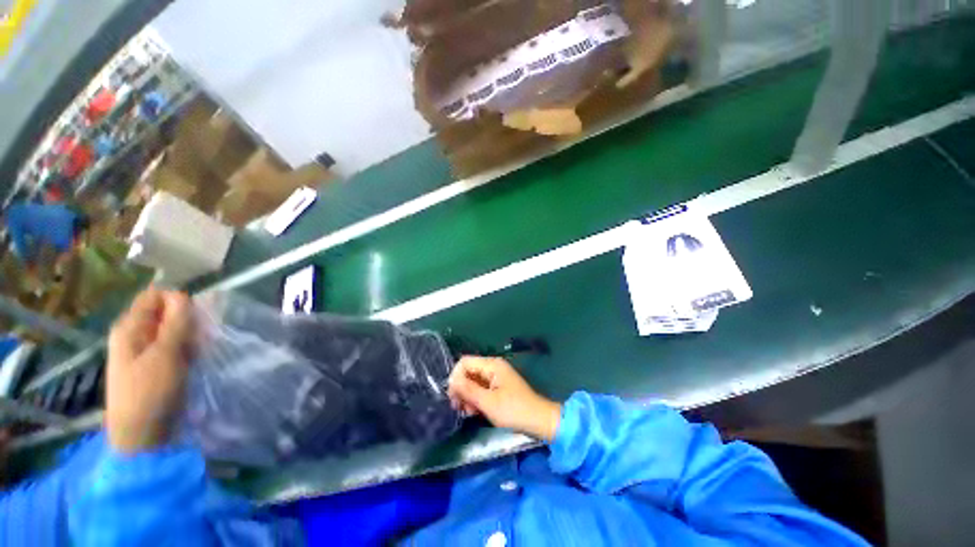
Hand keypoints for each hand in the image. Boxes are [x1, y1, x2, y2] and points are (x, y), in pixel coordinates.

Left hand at [106, 288, 192, 453]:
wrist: (142, 433)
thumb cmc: (149, 391)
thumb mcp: (165, 354)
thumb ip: (175, 322)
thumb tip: (183, 293)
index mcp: (130, 327)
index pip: (155, 295)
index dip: (178, 300)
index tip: (195, 316)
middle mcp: (135, 334)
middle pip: (167, 313)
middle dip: (188, 321)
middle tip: (199, 337)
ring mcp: (145, 351)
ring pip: (174, 330)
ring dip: (191, 337)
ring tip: (198, 352)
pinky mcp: (156, 365)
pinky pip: (176, 347)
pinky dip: (188, 350)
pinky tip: (194, 361)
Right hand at [448, 357, 561, 441]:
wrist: (538, 420)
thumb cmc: (513, 410)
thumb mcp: (488, 402)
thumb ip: (468, 390)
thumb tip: (451, 380)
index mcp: (492, 365)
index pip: (465, 362)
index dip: (455, 377)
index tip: (453, 397)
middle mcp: (493, 367)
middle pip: (468, 372)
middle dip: (461, 388)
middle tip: (458, 407)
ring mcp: (496, 377)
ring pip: (473, 381)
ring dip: (467, 396)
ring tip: (468, 412)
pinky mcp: (498, 387)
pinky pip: (481, 389)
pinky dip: (475, 399)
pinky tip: (474, 412)